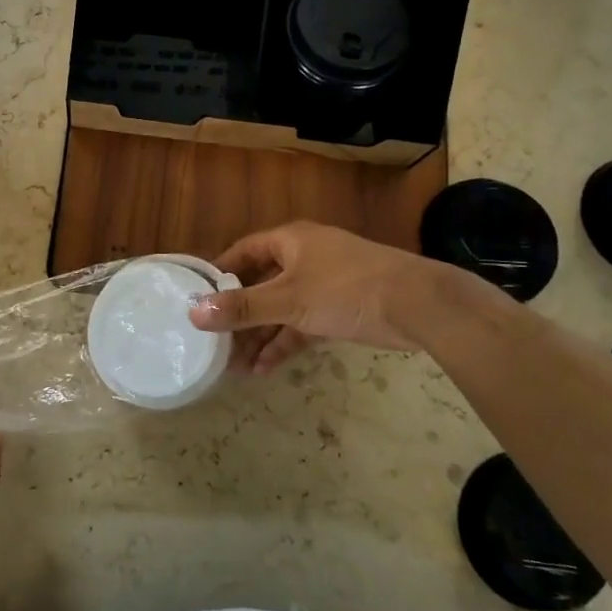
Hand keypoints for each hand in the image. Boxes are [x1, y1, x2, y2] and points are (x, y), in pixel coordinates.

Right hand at [189, 222, 429, 370]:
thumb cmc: (346, 289)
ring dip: (260, 335)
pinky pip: (302, 325)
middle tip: (213, 340)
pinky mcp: (340, 310)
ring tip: (233, 365)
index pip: (244, 252)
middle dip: (239, 315)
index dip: (221, 273)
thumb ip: (243, 308)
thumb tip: (194, 312)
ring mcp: (324, 284)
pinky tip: (264, 369)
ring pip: (281, 309)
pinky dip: (285, 344)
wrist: (417, 305)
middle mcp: (305, 258)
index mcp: (291, 241)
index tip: (198, 296)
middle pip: (262, 284)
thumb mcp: (289, 300)